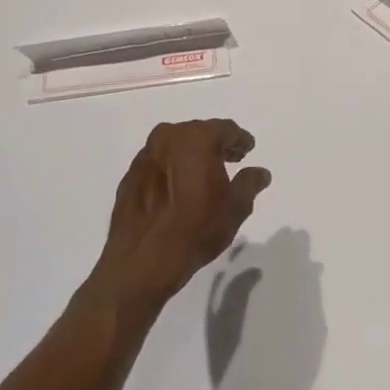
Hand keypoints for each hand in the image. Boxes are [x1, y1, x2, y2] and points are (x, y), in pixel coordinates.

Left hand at [87, 120, 271, 316]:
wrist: (143, 259)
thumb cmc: (197, 228)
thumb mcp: (235, 207)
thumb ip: (249, 183)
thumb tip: (260, 172)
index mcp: (197, 138)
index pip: (226, 129)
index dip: (240, 140)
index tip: (247, 150)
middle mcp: (168, 137)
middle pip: (198, 133)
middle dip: (215, 145)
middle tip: (230, 159)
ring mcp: (145, 155)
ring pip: (175, 146)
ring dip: (191, 156)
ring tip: (203, 175)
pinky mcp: (130, 174)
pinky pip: (158, 163)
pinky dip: (171, 169)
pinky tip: (177, 188)